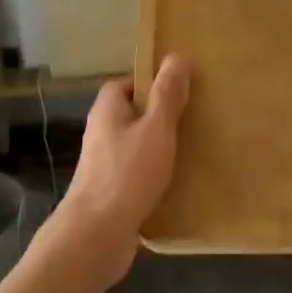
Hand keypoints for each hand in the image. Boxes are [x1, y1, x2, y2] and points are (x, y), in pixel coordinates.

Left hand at [56, 55, 192, 280]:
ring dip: (161, 148)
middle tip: (195, 119)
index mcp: (107, 111)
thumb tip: (177, 57)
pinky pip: (138, 174)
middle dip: (161, 117)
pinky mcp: (112, 192)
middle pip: (133, 115)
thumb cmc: (127, 174)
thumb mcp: (156, 128)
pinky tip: (180, 183)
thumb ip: (167, 95)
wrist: (96, 235)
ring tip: (194, 150)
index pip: (126, 84)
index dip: (152, 84)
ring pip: (137, 146)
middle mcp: (101, 134)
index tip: (181, 90)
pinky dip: (156, 175)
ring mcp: (104, 165)